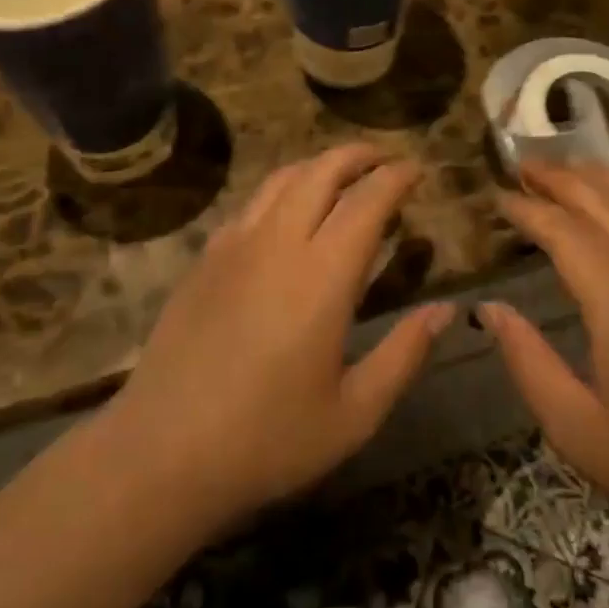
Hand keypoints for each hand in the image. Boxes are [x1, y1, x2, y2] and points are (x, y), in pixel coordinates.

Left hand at [107, 144, 453, 530]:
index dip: (396, 177)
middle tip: (386, 160)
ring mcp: (234, 246)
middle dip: (359, 155)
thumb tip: (447, 310)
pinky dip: (282, 190)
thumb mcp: (354, 412)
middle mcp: (278, 243)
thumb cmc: (267, 439)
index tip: (418, 169)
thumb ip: (404, 354)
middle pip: (321, 171)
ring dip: (319, 165)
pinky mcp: (205, 259)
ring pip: (281, 179)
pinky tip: (288, 212)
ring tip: (343, 175)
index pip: (367, 201)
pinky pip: (251, 204)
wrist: (161, 452)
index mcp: (322, 276)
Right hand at [484, 162, 608, 558]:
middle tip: (525, 166)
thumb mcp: (576, 430)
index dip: (531, 211)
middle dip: (562, 179)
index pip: (569, 235)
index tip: (500, 197)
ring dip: (604, 177)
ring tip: (568, 166)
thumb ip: (528, 361)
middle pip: (608, 205)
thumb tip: (491, 309)